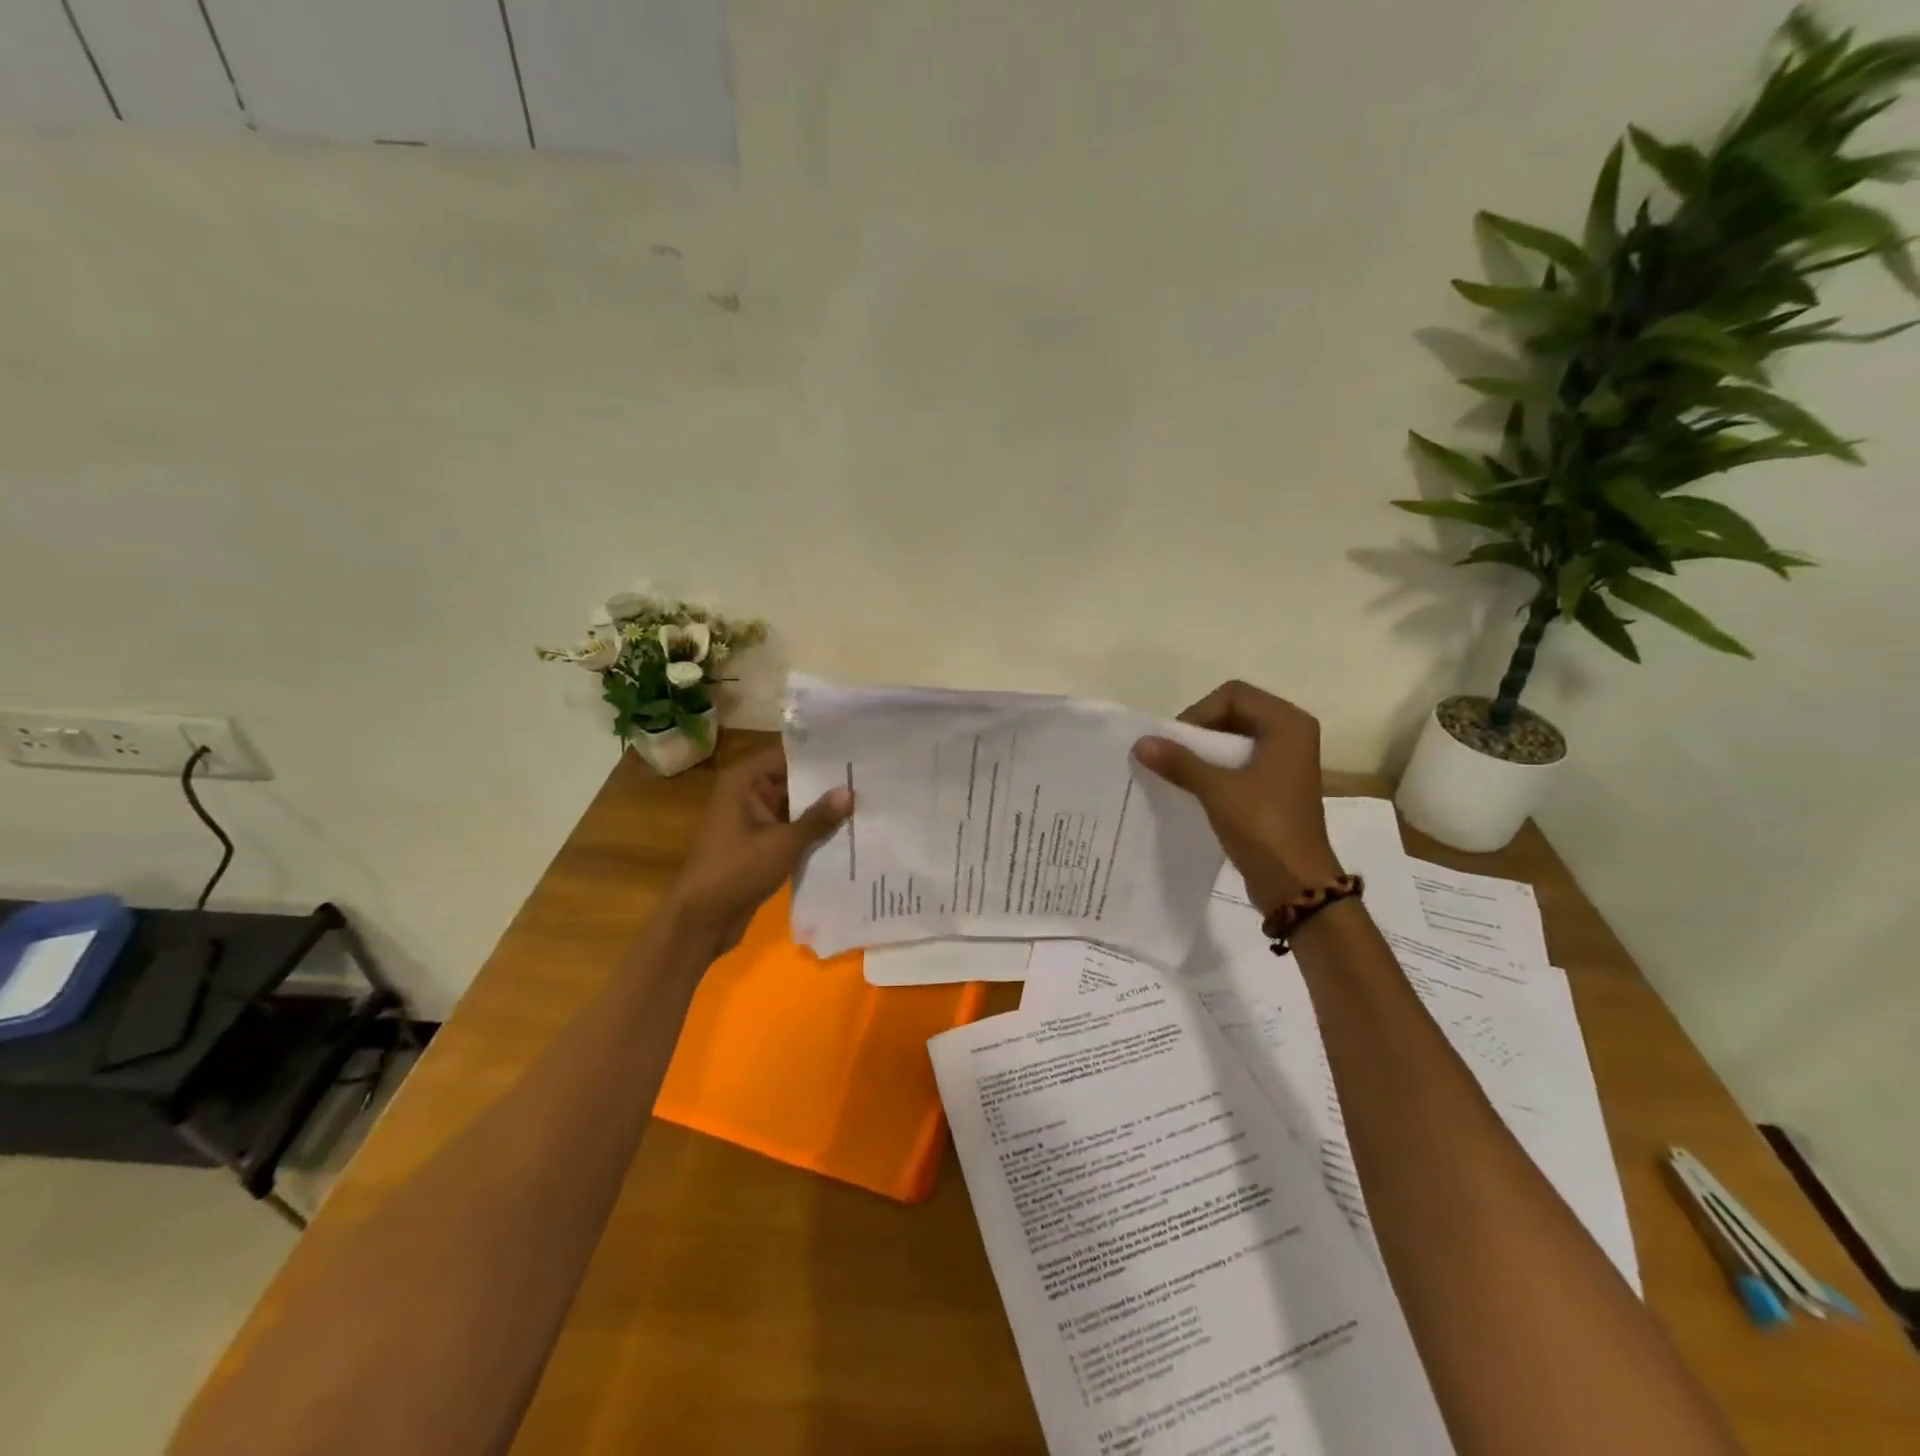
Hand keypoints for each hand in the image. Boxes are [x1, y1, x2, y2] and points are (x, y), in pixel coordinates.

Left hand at [667, 749, 852, 953]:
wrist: (702, 919)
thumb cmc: (737, 870)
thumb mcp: (783, 843)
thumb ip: (818, 818)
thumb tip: (850, 792)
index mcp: (744, 781)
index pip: (787, 755)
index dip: (819, 754)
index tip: (855, 753)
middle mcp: (747, 793)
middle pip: (792, 780)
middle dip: (826, 784)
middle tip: (869, 779)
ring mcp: (752, 820)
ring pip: (793, 806)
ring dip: (821, 810)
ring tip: (865, 802)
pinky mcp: (759, 844)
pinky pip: (790, 829)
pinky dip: (812, 831)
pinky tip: (847, 832)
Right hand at [1133, 680, 1341, 916]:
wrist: (1296, 883)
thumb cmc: (1263, 827)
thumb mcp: (1217, 790)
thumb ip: (1179, 762)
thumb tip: (1140, 742)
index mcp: (1287, 724)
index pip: (1233, 695)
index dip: (1200, 713)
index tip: (1178, 743)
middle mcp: (1292, 734)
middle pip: (1234, 712)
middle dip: (1200, 731)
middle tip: (1174, 755)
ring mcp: (1286, 760)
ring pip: (1235, 737)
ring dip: (1205, 751)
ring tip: (1179, 771)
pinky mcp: (1277, 783)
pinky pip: (1241, 760)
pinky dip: (1216, 767)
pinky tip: (1195, 786)